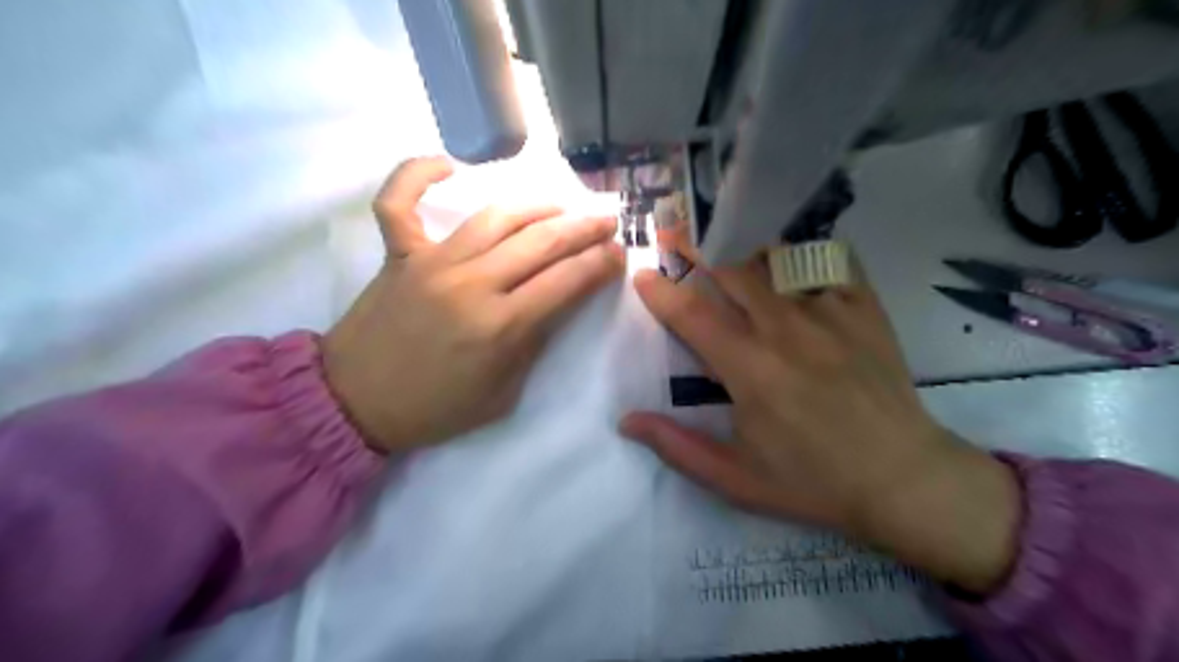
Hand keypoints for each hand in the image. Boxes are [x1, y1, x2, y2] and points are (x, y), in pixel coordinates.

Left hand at [320, 157, 623, 451]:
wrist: (356, 403)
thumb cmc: (435, 408)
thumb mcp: (502, 394)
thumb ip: (533, 344)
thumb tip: (556, 303)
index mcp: (500, 327)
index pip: (567, 282)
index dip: (600, 264)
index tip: (618, 254)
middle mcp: (471, 284)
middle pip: (541, 242)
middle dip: (584, 229)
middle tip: (606, 221)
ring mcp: (431, 262)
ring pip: (495, 216)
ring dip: (537, 206)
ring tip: (561, 207)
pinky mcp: (398, 254)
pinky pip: (400, 201)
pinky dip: (418, 174)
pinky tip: (449, 166)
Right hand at [621, 259, 1018, 595]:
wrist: (901, 478)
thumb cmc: (812, 482)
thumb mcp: (735, 479)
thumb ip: (677, 446)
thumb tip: (626, 420)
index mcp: (750, 369)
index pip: (692, 316)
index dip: (661, 292)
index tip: (643, 276)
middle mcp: (786, 329)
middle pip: (731, 274)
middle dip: (699, 263)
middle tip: (684, 259)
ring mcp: (830, 313)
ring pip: (775, 260)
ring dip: (747, 262)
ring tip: (739, 273)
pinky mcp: (865, 308)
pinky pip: (829, 260)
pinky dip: (804, 257)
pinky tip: (794, 272)